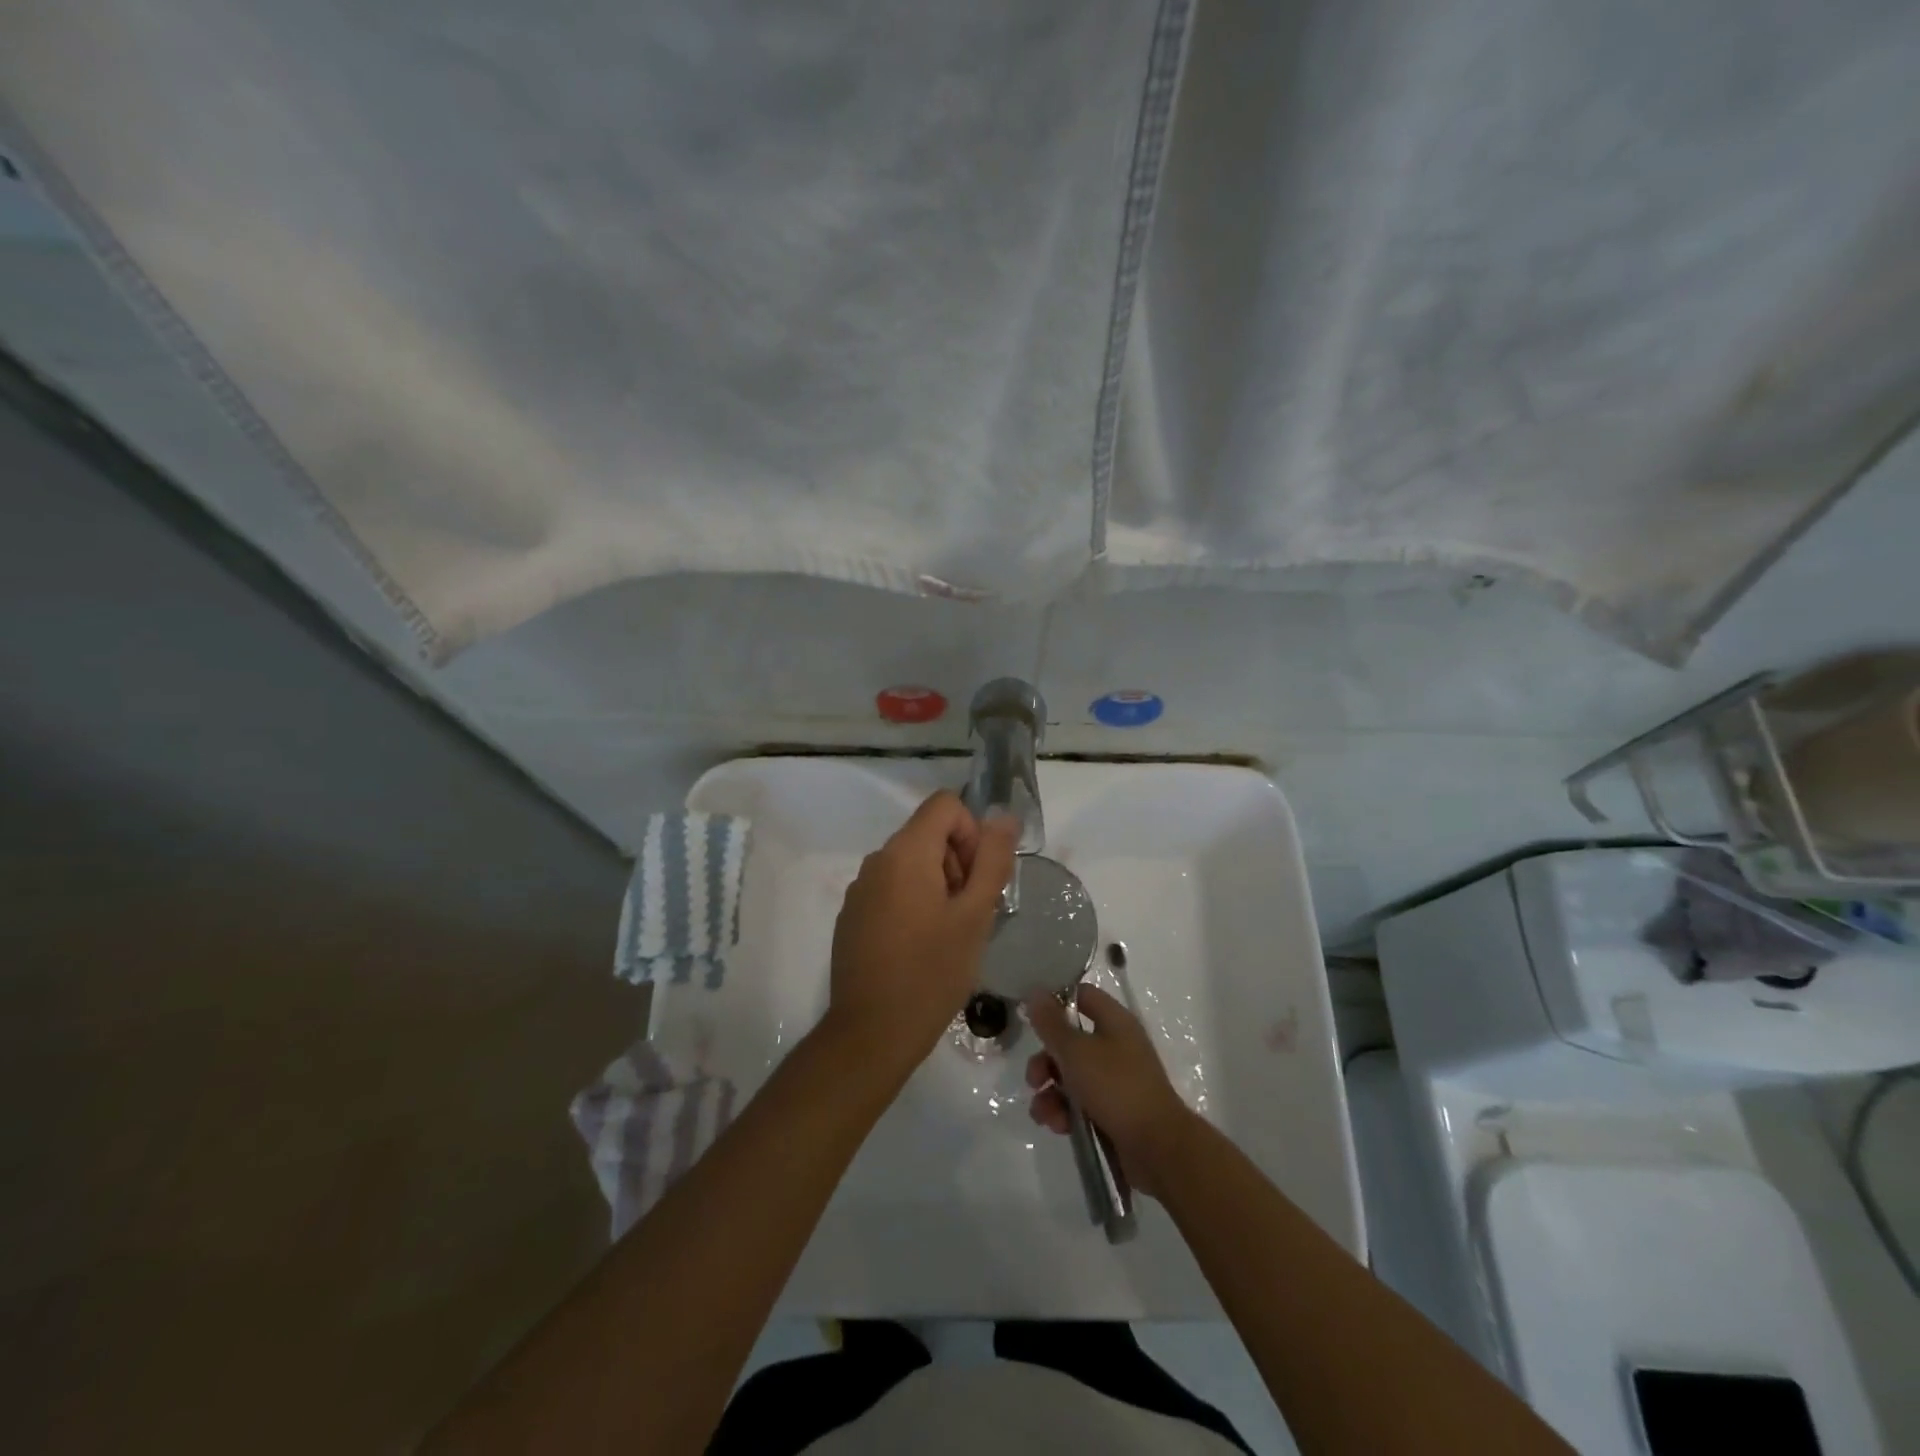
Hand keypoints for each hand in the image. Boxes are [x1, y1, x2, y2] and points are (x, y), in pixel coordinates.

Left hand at [826, 790, 1018, 1068]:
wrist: (871, 1033)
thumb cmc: (932, 972)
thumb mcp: (974, 915)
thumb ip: (992, 860)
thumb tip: (1003, 816)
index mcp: (906, 852)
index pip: (946, 805)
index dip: (972, 833)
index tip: (976, 880)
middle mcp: (877, 860)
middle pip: (928, 834)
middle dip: (957, 863)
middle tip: (968, 914)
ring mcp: (860, 889)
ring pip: (911, 864)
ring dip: (938, 886)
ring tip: (947, 935)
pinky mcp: (853, 915)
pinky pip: (891, 889)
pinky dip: (913, 903)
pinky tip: (919, 948)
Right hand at [1023, 985, 1197, 1197]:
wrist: (1158, 1148)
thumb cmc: (1116, 1087)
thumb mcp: (1076, 1051)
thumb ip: (1051, 1023)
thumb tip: (1035, 991)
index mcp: (1114, 1021)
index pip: (1082, 995)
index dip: (1055, 1001)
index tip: (1030, 1015)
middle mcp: (1116, 1045)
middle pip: (1070, 1040)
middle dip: (1046, 1060)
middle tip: (1034, 1079)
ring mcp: (1116, 1080)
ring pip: (1071, 1076)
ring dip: (1050, 1092)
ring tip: (1042, 1113)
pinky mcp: (1113, 1111)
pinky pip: (1081, 1103)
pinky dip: (1065, 1112)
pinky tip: (1057, 1126)